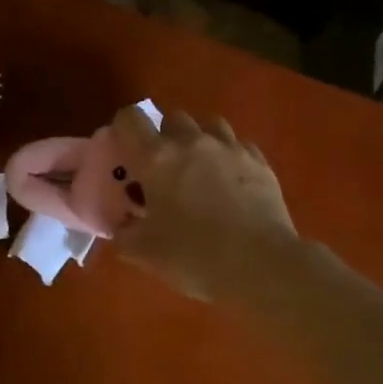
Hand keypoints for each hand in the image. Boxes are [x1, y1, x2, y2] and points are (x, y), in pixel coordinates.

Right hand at [110, 106, 296, 301]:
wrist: (260, 265)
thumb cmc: (194, 256)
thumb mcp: (144, 252)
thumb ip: (124, 234)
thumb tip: (122, 226)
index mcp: (158, 158)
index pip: (130, 119)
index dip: (123, 129)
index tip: (125, 150)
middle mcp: (193, 142)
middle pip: (173, 118)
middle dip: (165, 137)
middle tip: (165, 170)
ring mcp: (231, 148)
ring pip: (210, 125)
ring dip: (200, 141)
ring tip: (201, 171)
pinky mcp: (260, 162)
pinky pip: (239, 146)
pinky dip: (230, 158)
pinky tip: (232, 183)